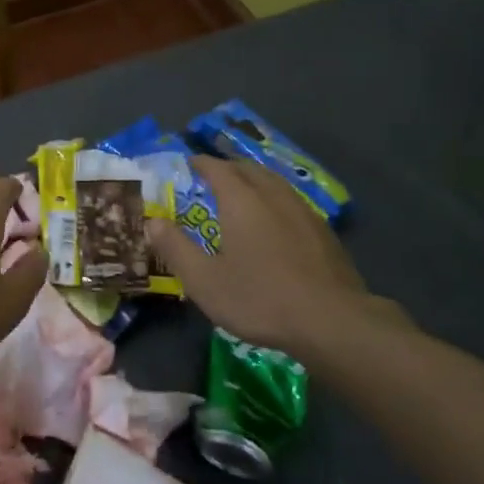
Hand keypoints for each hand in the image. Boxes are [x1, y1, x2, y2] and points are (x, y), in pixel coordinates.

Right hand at [145, 157, 404, 365]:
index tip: (190, 162)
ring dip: (254, 179)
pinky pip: (292, 200)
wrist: (331, 321)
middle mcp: (272, 196)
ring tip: (243, 190)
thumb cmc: (259, 298)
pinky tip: (276, 219)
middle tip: (213, 174)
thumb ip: (175, 248)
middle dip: (228, 167)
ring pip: (274, 182)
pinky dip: (275, 198)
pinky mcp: (323, 231)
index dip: (201, 163)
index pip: (217, 169)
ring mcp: (303, 211)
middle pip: (248, 169)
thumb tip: (152, 223)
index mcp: (241, 201)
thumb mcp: (204, 281)